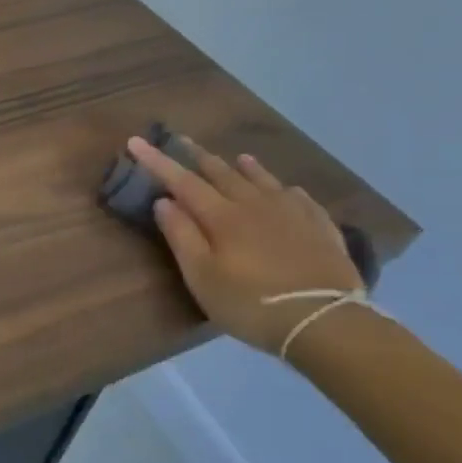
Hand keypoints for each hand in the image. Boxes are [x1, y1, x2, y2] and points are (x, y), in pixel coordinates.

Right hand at [128, 136, 361, 354]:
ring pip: (264, 181)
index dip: (158, 161)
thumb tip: (163, 201)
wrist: (325, 321)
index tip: (136, 141)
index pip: (182, 181)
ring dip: (246, 168)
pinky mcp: (321, 228)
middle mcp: (255, 205)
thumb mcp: (202, 276)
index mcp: (222, 216)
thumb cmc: (250, 303)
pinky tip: (288, 190)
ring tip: (239, 157)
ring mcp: (293, 213)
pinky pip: (301, 198)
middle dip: (198, 156)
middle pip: (223, 173)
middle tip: (183, 141)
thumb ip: (181, 236)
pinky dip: (285, 189)